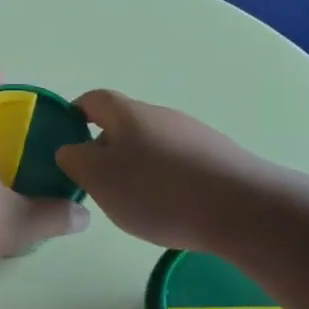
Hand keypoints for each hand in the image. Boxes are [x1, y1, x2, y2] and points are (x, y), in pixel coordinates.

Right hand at [54, 89, 261, 254]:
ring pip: (153, 144)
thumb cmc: (158, 191)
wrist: (243, 208)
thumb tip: (71, 149)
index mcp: (127, 113)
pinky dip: (167, 179)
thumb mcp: (99, 179)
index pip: (93, 100)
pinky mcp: (219, 157)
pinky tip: (173, 209)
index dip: (75, 114)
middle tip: (98, 182)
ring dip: (139, 165)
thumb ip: (76, 161)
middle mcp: (161, 114)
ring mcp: (194, 134)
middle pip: (124, 123)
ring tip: (137, 202)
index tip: (66, 137)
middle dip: (107, 148)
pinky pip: (180, 162)